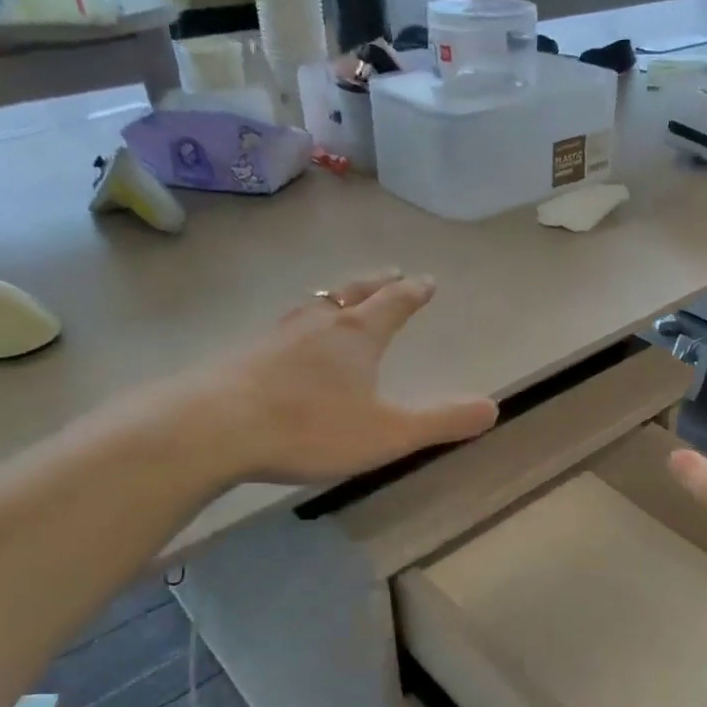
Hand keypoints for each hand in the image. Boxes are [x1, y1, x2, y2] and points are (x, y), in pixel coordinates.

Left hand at [190, 271, 497, 485]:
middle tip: (391, 274)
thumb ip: (440, 421)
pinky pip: (285, 328)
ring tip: (341, 300)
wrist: (213, 427)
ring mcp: (277, 335)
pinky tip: (290, 342)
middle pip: (354, 292)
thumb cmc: (309, 426)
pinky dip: (301, 324)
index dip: (414, 293)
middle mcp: (319, 323)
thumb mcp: (387, 432)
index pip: (394, 303)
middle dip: (377, 284)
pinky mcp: (245, 354)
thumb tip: (493, 407)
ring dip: (337, 297)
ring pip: (315, 305)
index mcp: (357, 334)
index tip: (426, 281)